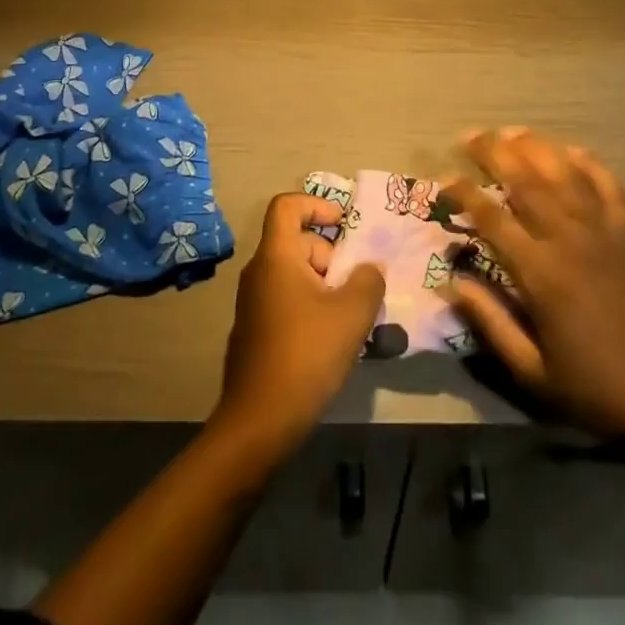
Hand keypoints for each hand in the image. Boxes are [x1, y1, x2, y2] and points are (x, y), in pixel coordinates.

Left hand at [214, 193, 385, 456]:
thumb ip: (368, 281)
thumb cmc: (306, 354)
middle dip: (332, 256)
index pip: (287, 206)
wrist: (259, 420)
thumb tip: (371, 267)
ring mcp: (253, 302)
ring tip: (353, 316)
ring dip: (325, 285)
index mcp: (276, 256)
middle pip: (297, 242)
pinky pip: (286, 299)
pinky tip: (332, 340)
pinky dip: (311, 306)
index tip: (343, 223)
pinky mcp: (255, 329)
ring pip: (294, 274)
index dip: (316, 204)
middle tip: (359, 286)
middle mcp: (259, 271)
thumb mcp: (351, 315)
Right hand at [445, 129, 624, 438]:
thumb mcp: (533, 372)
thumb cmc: (596, 388)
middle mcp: (568, 238)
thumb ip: (490, 322)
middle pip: (525, 180)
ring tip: (510, 132)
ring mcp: (604, 231)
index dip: (463, 193)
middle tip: (470, 135)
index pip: (491, 217)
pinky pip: (610, 186)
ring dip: (535, 147)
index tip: (443, 179)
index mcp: (540, 272)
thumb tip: (452, 282)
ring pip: (564, 173)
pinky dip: (590, 164)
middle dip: (493, 152)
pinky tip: (572, 151)